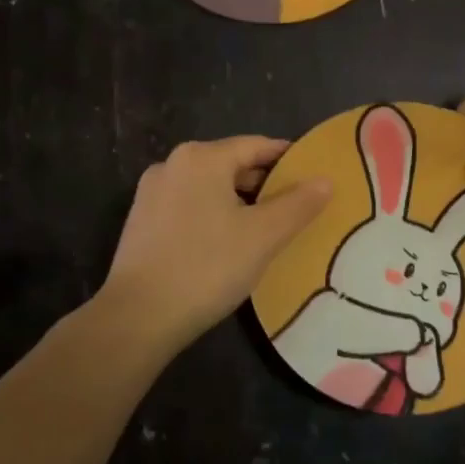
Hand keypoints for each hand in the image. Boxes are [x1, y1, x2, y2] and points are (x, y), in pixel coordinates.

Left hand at [100, 136, 331, 353]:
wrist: (138, 317)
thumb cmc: (207, 267)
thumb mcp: (263, 236)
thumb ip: (299, 204)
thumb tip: (326, 180)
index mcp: (202, 157)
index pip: (257, 146)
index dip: (289, 159)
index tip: (314, 177)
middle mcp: (173, 164)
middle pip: (232, 164)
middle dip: (265, 183)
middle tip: (296, 208)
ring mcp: (152, 193)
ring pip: (210, 187)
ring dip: (240, 202)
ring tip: (267, 228)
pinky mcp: (141, 221)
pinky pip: (189, 206)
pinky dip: (214, 215)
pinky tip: (228, 243)